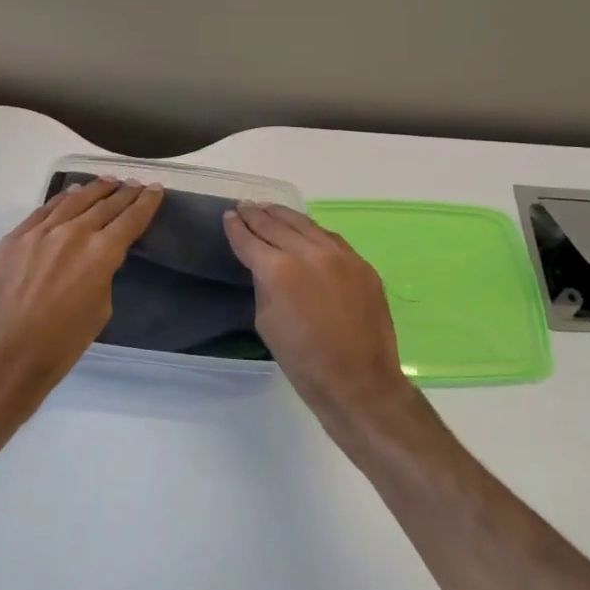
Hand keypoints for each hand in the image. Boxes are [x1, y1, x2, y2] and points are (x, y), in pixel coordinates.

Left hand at [0, 178, 162, 410]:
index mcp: (100, 254)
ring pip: (73, 200)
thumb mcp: (100, 310)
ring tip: (108, 182)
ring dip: (94, 190)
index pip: (130, 219)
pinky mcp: (14, 238)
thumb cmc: (60, 345)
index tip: (155, 189)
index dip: (146, 203)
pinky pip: (43, 210)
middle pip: (104, 205)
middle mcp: (72, 233)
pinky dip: (62, 199)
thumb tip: (96, 260)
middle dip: (124, 193)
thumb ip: (102, 275)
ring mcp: (39, 232)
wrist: (3, 357)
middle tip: (135, 184)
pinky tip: (70, 194)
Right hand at [223, 203, 414, 426]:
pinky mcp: (361, 264)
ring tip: (269, 209)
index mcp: (279, 271)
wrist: (359, 382)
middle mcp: (309, 253)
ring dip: (284, 216)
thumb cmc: (304, 362)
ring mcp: (340, 256)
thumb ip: (264, 286)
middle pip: (277, 225)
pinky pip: (331, 238)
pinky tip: (304, 229)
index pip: (250, 240)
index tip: (228, 217)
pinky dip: (312, 230)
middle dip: (257, 215)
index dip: (236, 228)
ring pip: (306, 225)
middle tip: (244, 206)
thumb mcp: (266, 323)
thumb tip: (266, 267)